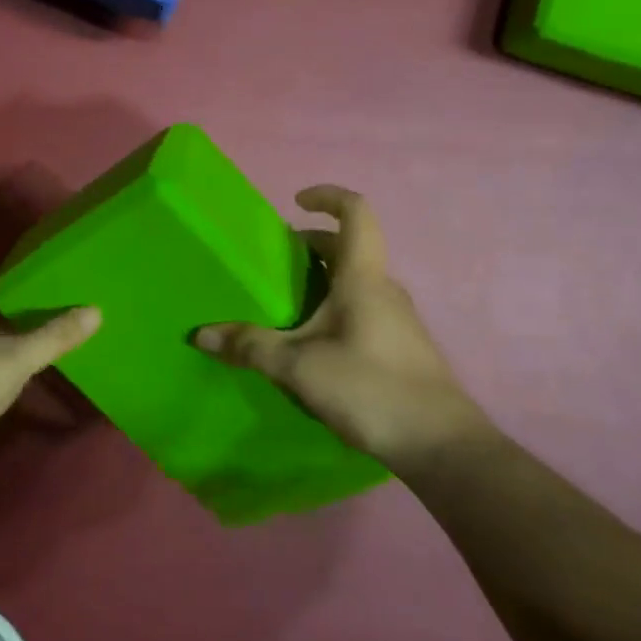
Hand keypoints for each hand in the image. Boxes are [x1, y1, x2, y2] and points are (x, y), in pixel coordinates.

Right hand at [195, 186, 487, 473]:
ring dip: (323, 278)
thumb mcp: (298, 367)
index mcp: (363, 278)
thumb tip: (200, 334)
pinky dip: (334, 306)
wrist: (440, 445)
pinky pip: (363, 308)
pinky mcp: (400, 346)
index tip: (296, 203)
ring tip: (286, 302)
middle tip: (275, 260)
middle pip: (349, 247)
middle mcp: (383, 289)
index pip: (356, 212)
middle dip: (311, 245)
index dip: (328, 196)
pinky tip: (312, 342)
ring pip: (356, 281)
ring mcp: (397, 318)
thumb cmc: (370, 388)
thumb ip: (250, 347)